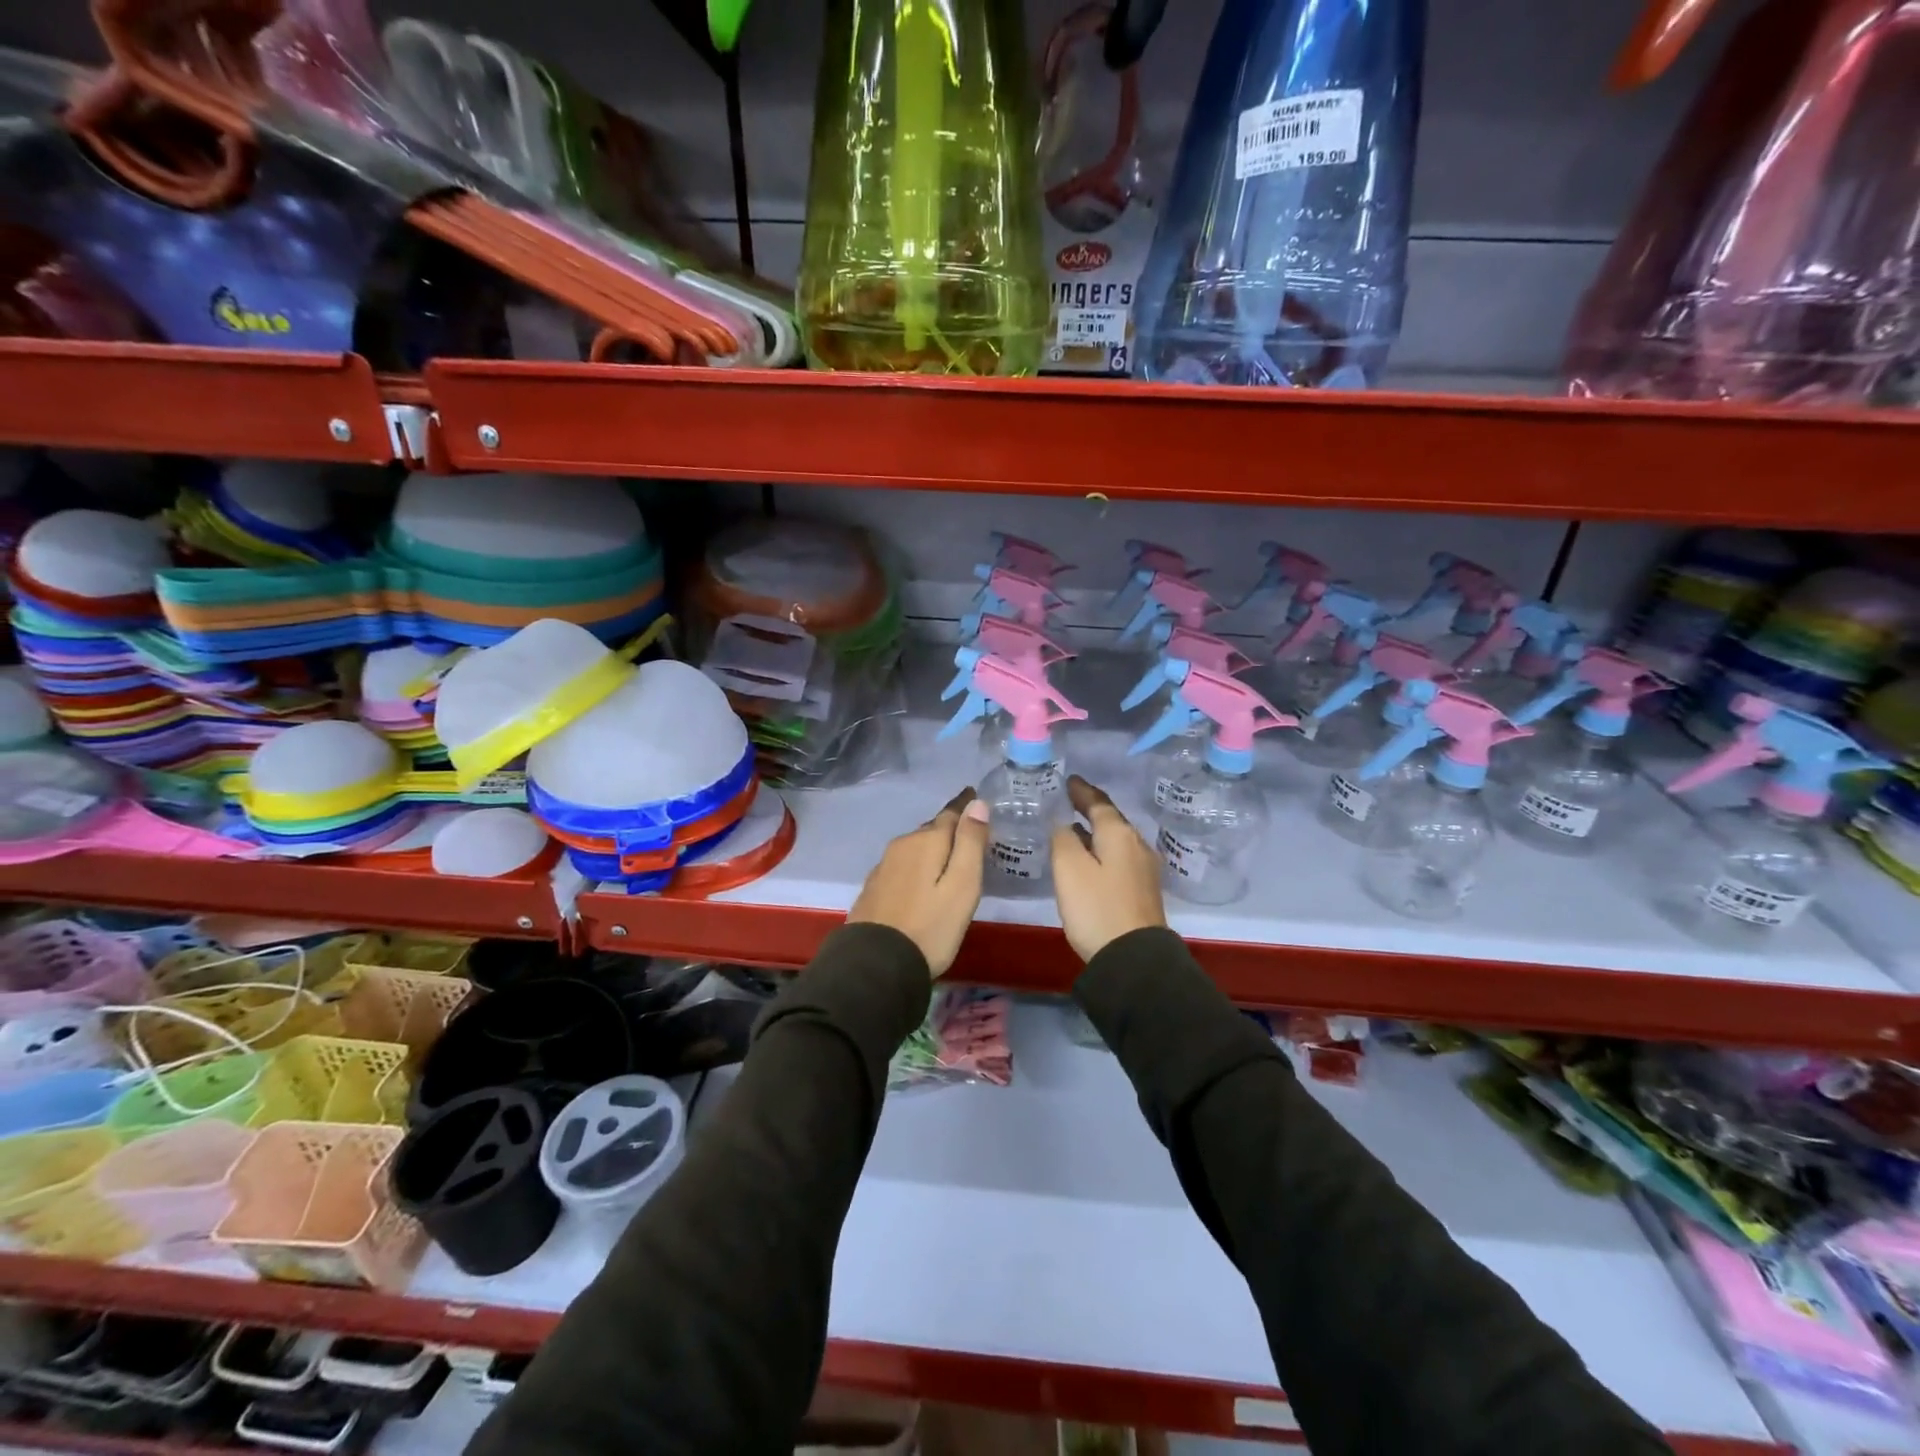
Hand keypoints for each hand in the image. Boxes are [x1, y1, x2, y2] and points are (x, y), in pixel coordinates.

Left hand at [847, 788, 989, 976]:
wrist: (876, 964)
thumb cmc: (930, 926)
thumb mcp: (962, 886)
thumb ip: (970, 843)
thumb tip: (976, 803)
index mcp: (926, 841)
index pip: (950, 813)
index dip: (965, 806)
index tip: (974, 796)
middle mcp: (902, 846)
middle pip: (931, 830)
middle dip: (949, 828)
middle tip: (968, 833)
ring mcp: (884, 867)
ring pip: (915, 848)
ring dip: (931, 848)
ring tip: (948, 858)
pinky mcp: (874, 888)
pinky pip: (902, 866)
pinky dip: (917, 866)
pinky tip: (921, 881)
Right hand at [1051, 776, 1166, 962]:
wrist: (1133, 959)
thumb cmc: (1097, 908)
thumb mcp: (1069, 869)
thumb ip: (1063, 839)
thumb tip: (1065, 825)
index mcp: (1119, 834)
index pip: (1098, 803)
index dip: (1081, 791)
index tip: (1068, 780)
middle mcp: (1137, 845)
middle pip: (1111, 819)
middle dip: (1090, 808)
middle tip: (1068, 800)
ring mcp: (1144, 869)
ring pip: (1116, 839)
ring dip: (1096, 830)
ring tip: (1074, 827)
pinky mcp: (1142, 891)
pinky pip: (1119, 857)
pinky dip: (1102, 849)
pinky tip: (1089, 858)